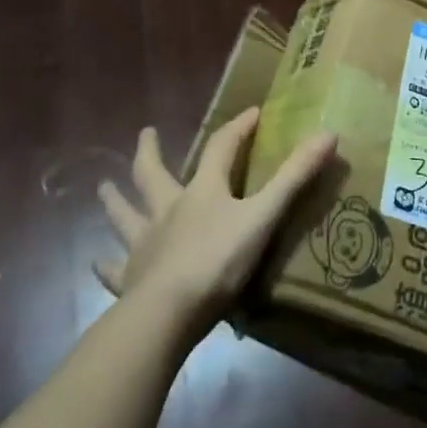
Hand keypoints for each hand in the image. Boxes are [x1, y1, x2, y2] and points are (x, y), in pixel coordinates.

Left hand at [95, 108, 336, 333]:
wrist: (166, 314)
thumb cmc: (218, 261)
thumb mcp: (264, 216)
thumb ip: (295, 176)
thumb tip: (329, 133)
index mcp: (203, 191)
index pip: (221, 148)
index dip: (238, 128)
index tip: (253, 113)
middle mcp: (169, 209)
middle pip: (154, 174)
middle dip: (151, 152)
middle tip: (146, 133)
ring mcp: (145, 244)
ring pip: (126, 215)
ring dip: (115, 200)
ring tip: (102, 187)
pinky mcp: (129, 279)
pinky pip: (114, 269)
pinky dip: (106, 264)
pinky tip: (97, 262)